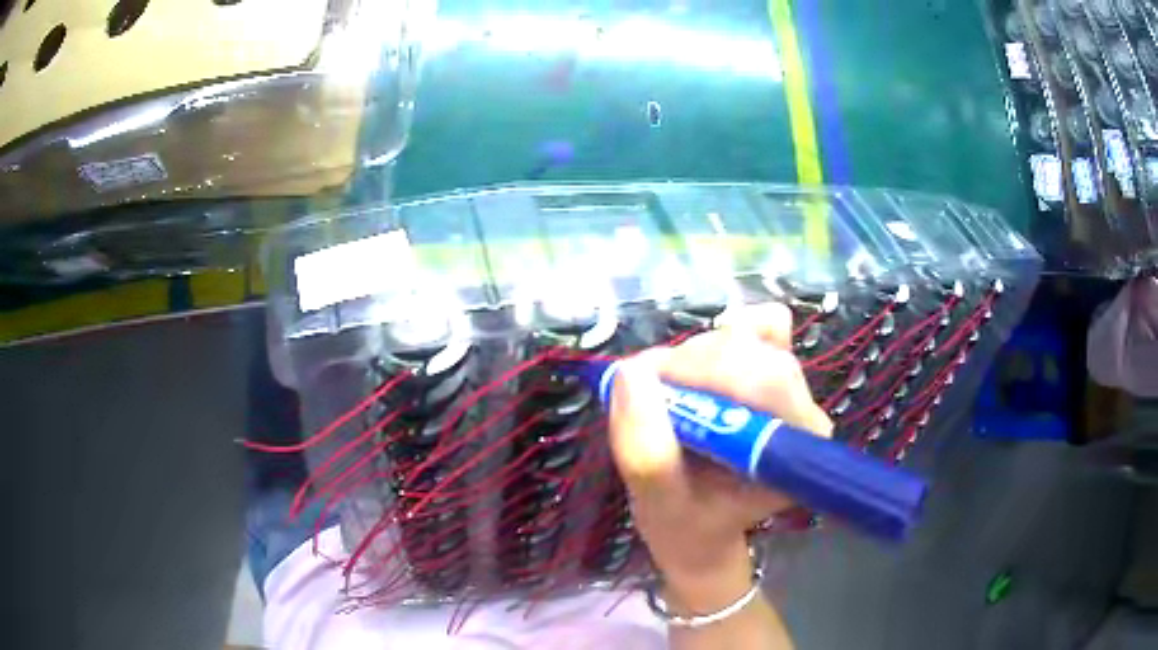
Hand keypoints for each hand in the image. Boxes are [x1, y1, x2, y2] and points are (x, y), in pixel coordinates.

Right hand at [608, 304, 832, 586]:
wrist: (700, 526)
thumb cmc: (686, 524)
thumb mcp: (659, 505)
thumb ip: (646, 453)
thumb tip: (631, 371)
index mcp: (794, 447)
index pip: (767, 380)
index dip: (705, 375)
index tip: (656, 398)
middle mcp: (803, 409)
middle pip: (754, 351)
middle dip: (691, 367)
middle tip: (652, 397)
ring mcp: (792, 385)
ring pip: (745, 336)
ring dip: (692, 358)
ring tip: (666, 397)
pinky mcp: (775, 366)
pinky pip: (756, 325)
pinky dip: (717, 339)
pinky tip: (695, 371)